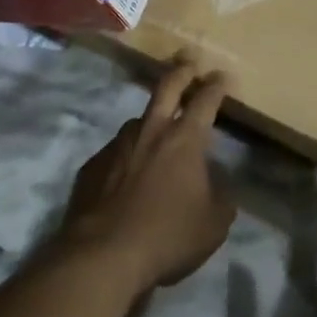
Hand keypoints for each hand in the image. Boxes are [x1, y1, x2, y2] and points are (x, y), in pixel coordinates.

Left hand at [61, 63, 237, 292]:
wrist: (102, 255)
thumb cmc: (167, 236)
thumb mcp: (213, 225)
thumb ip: (222, 198)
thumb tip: (221, 185)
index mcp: (184, 139)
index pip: (206, 100)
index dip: (217, 85)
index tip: (223, 76)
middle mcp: (151, 130)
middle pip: (167, 86)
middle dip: (182, 70)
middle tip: (188, 61)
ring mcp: (118, 144)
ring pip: (138, 119)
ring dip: (151, 118)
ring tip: (156, 129)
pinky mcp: (93, 165)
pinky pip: (116, 152)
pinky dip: (127, 156)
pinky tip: (127, 175)